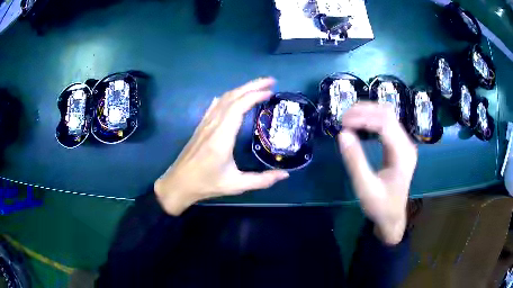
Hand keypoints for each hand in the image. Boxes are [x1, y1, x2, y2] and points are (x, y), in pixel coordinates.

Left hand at [154, 78, 289, 215]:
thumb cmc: (206, 184)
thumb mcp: (236, 185)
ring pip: (223, 99)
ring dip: (241, 89)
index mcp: (221, 137)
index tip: (271, 92)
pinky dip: (228, 97)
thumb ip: (262, 180)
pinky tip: (233, 96)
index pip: (238, 107)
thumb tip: (285, 175)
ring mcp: (205, 124)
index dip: (255, 95)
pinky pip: (215, 105)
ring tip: (258, 87)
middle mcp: (212, 125)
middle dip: (252, 86)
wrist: (178, 184)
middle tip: (270, 82)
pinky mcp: (201, 126)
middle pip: (232, 97)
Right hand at [337, 102, 416, 244]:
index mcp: (402, 154)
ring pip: (387, 115)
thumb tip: (342, 134)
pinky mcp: (399, 145)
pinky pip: (386, 124)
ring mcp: (404, 143)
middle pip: (387, 114)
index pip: (385, 123)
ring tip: (348, 117)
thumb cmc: (380, 206)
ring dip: (368, 112)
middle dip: (364, 110)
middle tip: (343, 117)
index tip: (343, 122)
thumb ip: (355, 161)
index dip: (363, 117)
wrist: (393, 217)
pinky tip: (360, 123)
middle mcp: (406, 144)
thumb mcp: (365, 187)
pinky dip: (371, 119)